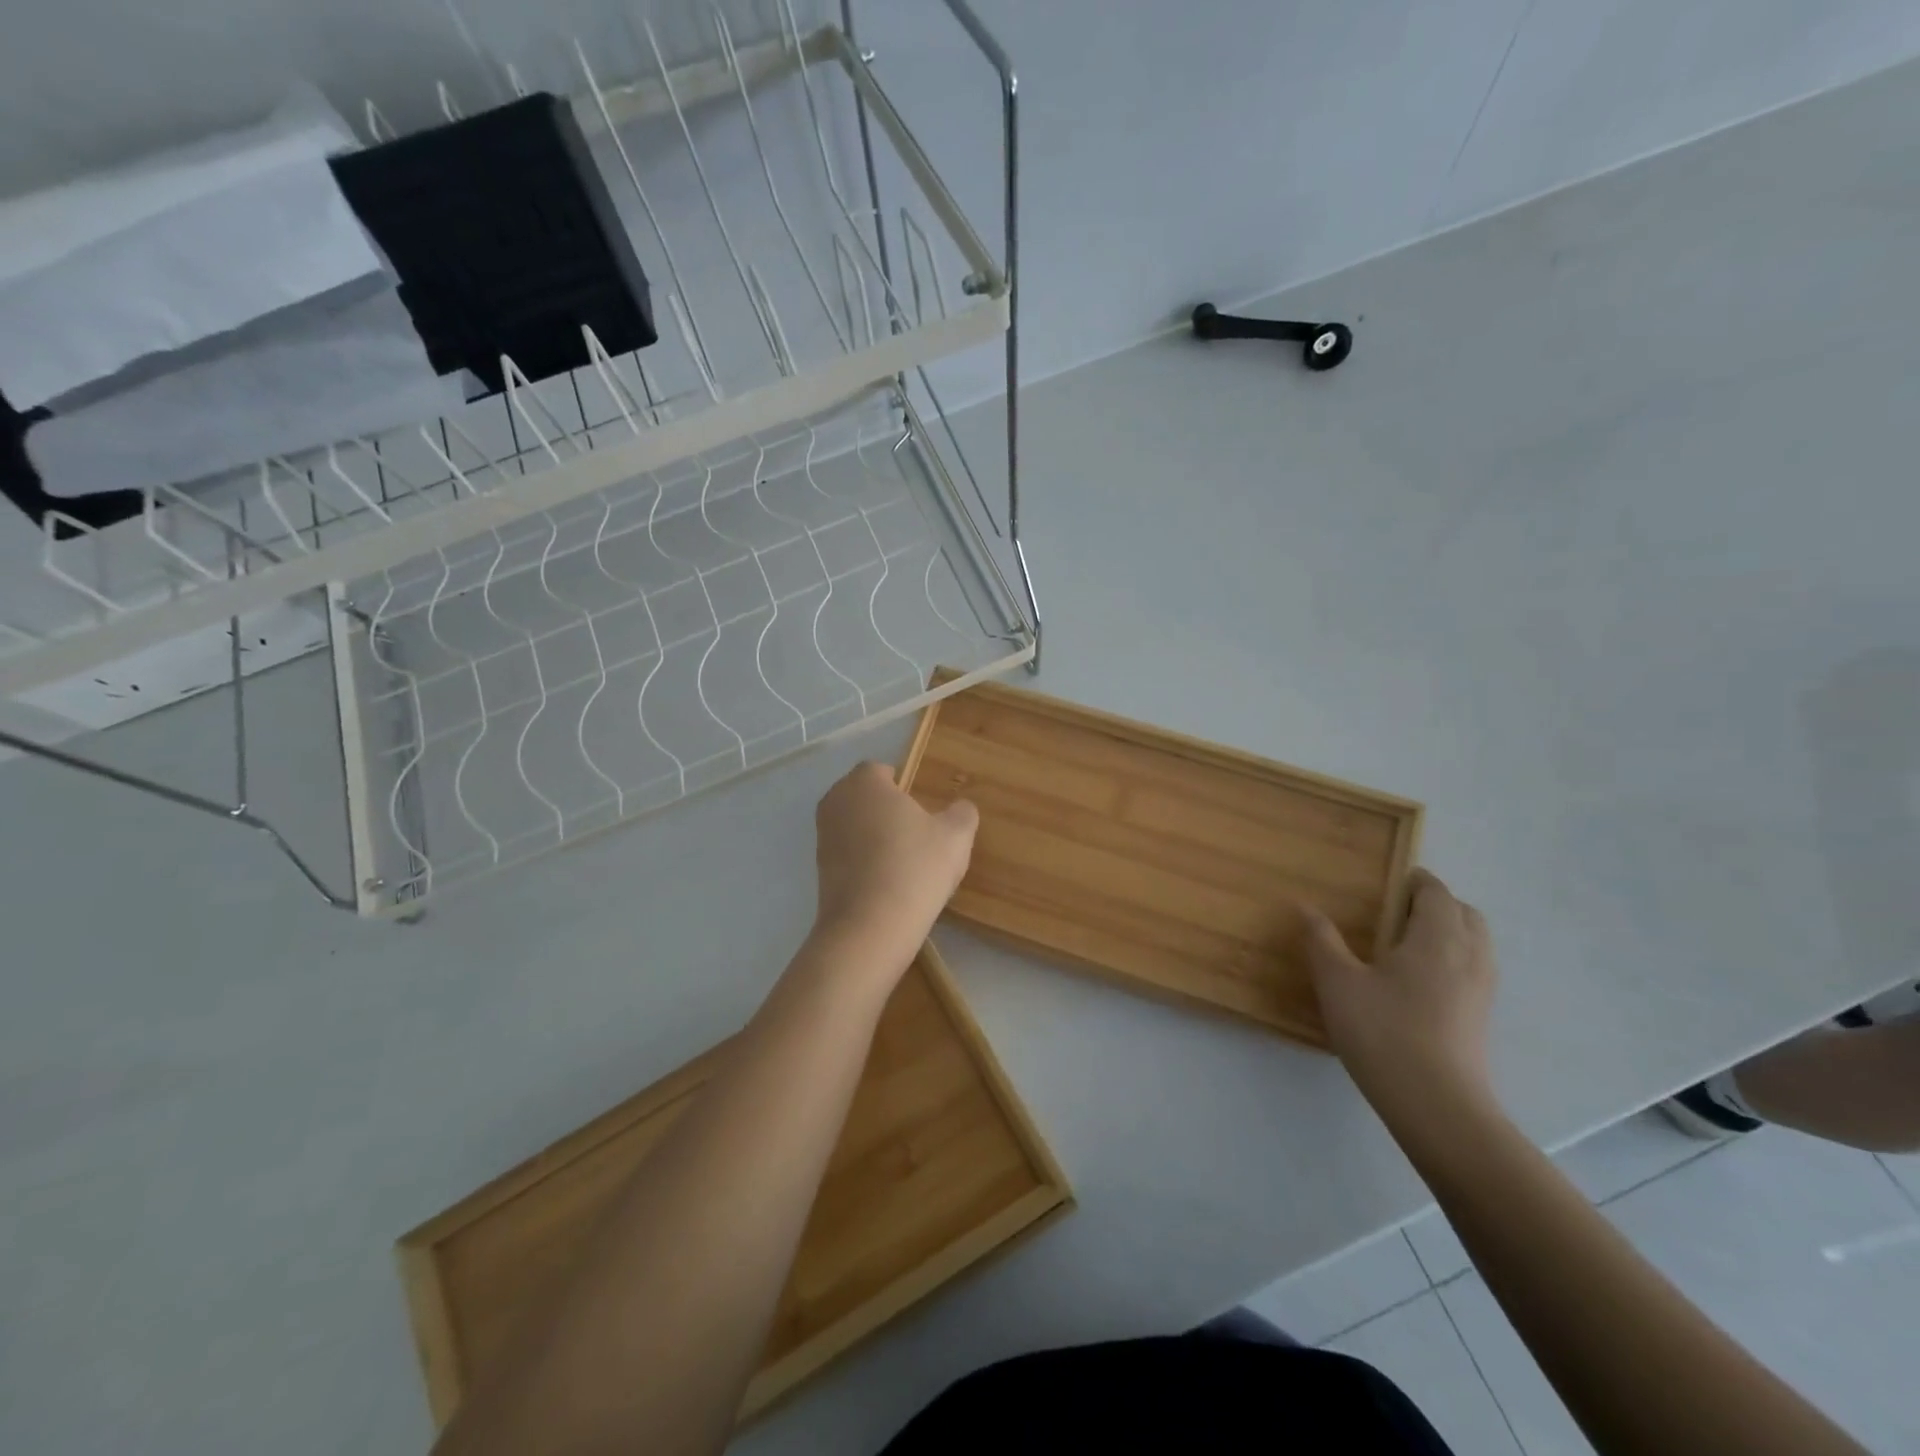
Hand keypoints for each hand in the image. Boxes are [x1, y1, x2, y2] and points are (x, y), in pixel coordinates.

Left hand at [812, 761, 977, 966]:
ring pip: (856, 826)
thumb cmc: (915, 868)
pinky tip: (887, 885)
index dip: (906, 788)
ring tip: (905, 865)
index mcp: (864, 781)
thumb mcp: (956, 836)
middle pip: (867, 797)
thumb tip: (961, 808)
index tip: (925, 813)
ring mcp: (822, 836)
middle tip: (918, 837)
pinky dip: (864, 862)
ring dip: (875, 838)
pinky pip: (848, 854)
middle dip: (888, 811)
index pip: (884, 771)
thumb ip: (962, 813)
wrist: (870, 928)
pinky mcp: (818, 869)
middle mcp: (836, 800)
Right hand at [1304, 869, 1497, 1118]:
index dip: (1414, 880)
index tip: (1385, 882)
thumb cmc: (1384, 1033)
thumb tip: (1305, 906)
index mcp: (1436, 937)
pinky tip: (1417, 982)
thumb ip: (1322, 940)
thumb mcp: (1338, 982)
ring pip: (1473, 942)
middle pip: (1463, 912)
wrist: (1437, 1107)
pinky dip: (1451, 958)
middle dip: (1434, 903)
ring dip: (1447, 931)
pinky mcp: (1481, 1017)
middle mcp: (1468, 955)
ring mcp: (1481, 989)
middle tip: (1394, 911)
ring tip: (1403, 944)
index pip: (1435, 891)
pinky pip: (1473, 968)